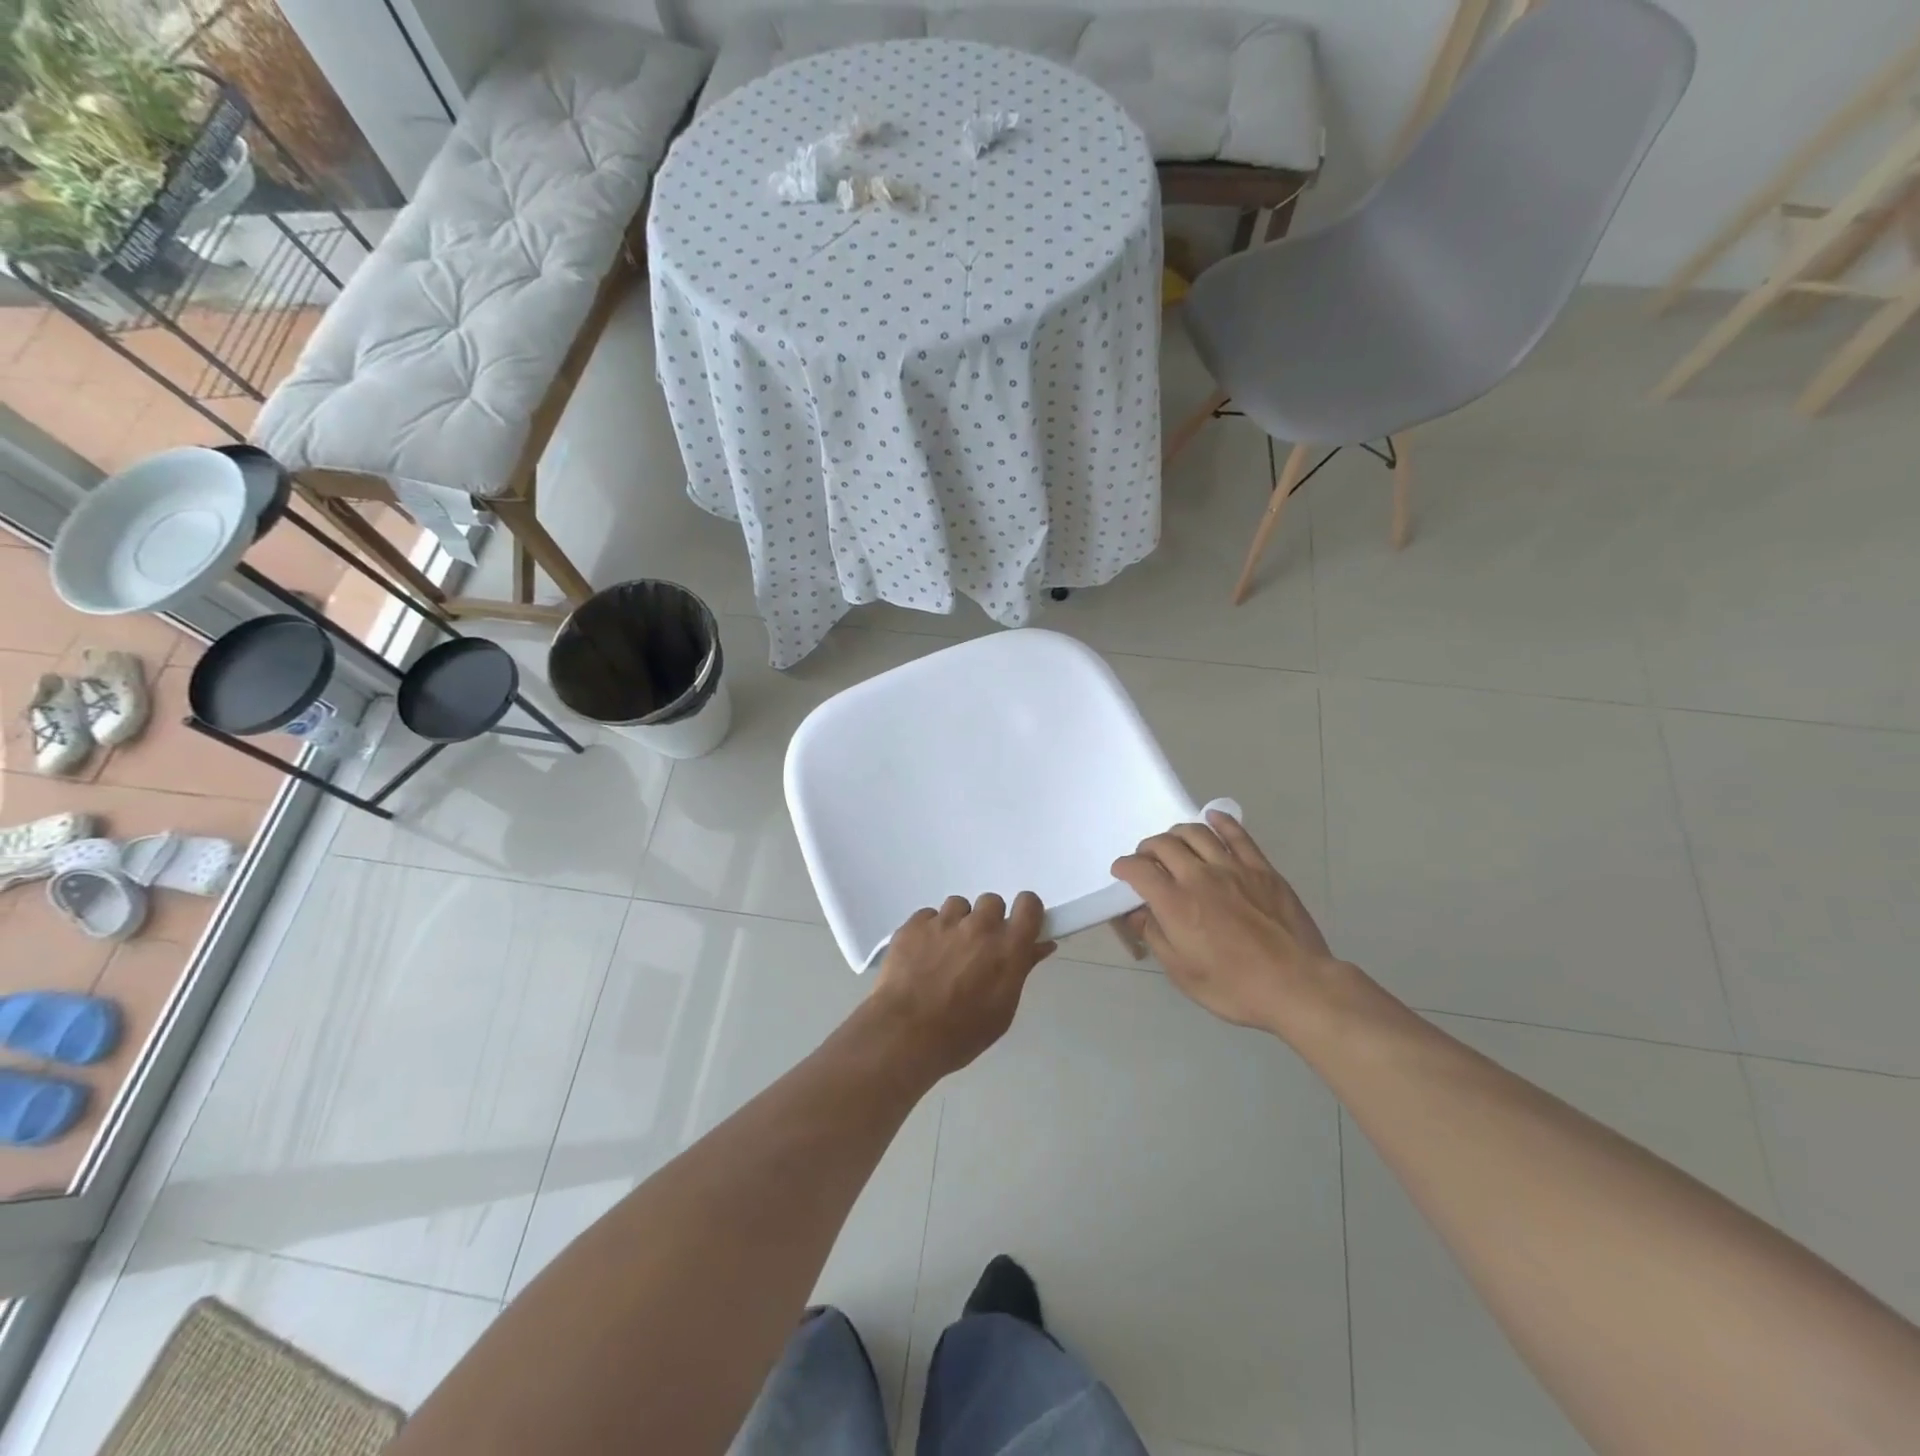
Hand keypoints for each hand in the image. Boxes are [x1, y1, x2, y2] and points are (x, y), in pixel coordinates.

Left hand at [869, 892, 1055, 1078]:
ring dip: (957, 923)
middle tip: (976, 948)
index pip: (1029, 905)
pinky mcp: (914, 924)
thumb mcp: (1002, 1010)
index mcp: (1007, 948)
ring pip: (958, 906)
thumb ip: (1021, 970)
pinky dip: (929, 931)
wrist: (904, 1034)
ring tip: (944, 953)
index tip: (1017, 926)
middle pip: (992, 902)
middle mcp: (979, 927)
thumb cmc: (961, 1034)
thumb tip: (1040, 945)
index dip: (1025, 911)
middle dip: (988, 920)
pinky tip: (920, 956)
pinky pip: (929, 916)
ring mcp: (944, 922)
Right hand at [1111, 811, 1338, 1033]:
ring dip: (1177, 833)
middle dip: (1147, 848)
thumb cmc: (1234, 987)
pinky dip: (1221, 821)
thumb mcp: (1182, 972)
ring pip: (1196, 833)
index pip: (1138, 870)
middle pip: (1164, 844)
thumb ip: (1155, 936)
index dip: (1124, 867)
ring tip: (1174, 843)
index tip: (1122, 873)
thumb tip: (1137, 913)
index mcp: (1175, 903)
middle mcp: (1198, 877)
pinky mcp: (1261, 868)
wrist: (1297, 985)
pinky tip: (1213, 819)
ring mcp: (1232, 868)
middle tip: (1147, 860)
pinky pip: (1237, 834)